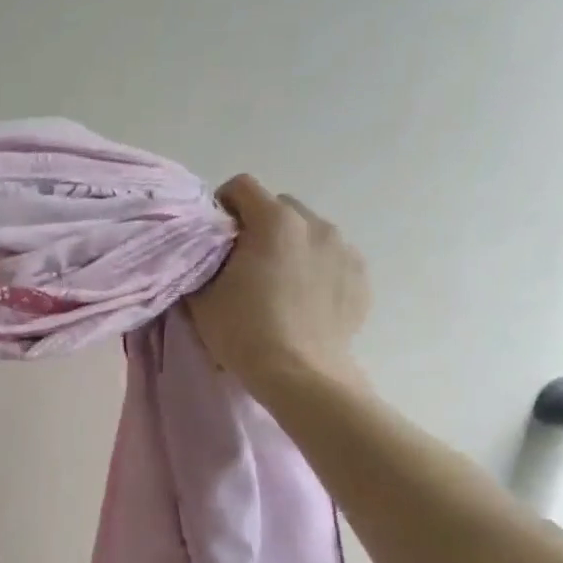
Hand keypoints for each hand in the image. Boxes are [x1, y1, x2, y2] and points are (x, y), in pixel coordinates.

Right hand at [187, 174, 370, 396]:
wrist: (299, 375)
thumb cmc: (244, 332)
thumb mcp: (202, 297)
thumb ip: (201, 263)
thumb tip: (206, 254)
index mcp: (274, 221)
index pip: (242, 186)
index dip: (222, 206)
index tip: (215, 236)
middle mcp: (315, 224)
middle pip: (280, 207)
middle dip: (260, 227)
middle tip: (245, 264)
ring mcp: (344, 249)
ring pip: (310, 233)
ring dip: (291, 248)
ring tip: (278, 286)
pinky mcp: (361, 278)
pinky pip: (332, 260)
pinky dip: (316, 271)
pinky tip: (303, 303)